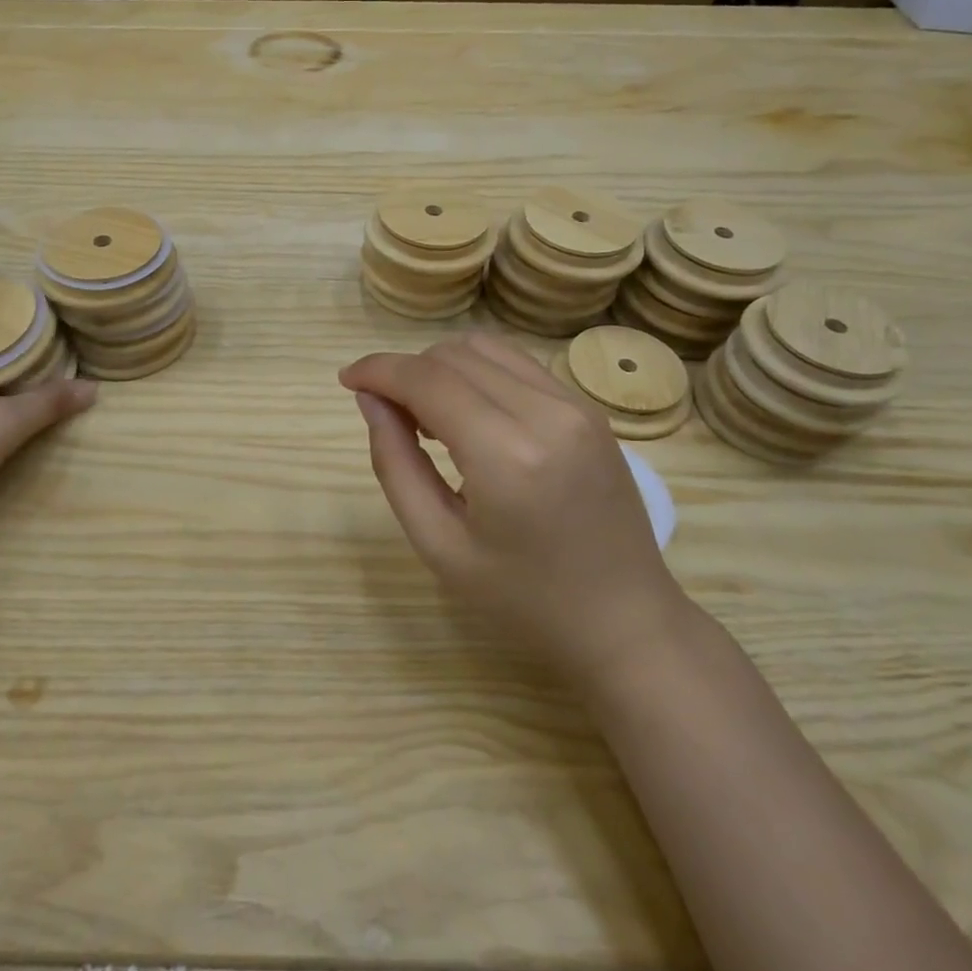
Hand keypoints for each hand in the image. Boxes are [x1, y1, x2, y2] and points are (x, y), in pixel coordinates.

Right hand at [341, 331, 689, 688]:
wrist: (624, 621)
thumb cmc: (523, 600)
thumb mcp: (439, 545)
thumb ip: (395, 464)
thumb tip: (370, 401)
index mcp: (507, 455)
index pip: (427, 380)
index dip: (378, 371)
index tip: (347, 381)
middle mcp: (547, 413)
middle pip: (453, 355)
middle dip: (407, 372)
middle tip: (389, 418)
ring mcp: (575, 405)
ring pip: (485, 349)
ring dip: (441, 369)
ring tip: (428, 419)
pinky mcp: (589, 409)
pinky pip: (517, 365)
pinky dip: (478, 375)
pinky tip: (469, 418)